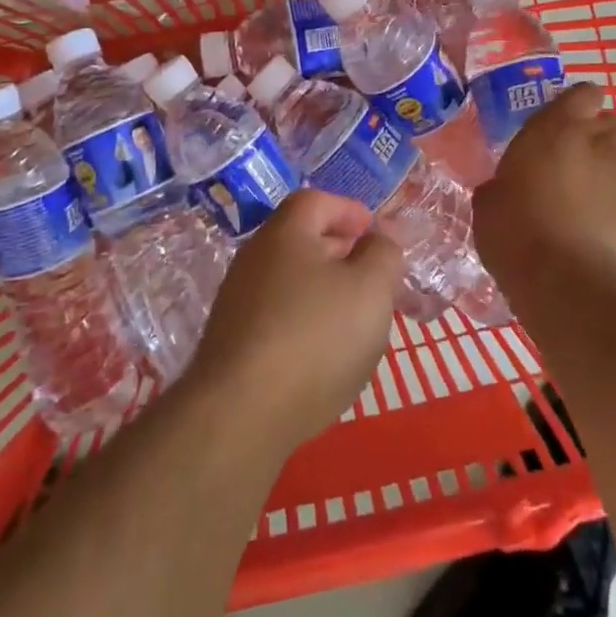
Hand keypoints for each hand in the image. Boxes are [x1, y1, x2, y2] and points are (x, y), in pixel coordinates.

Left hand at [188, 190, 400, 451]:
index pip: (316, 201)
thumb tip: (380, 237)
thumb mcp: (370, 289)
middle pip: (302, 241)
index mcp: (285, 234)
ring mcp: (238, 303)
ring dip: (326, 291)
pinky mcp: (233, 344)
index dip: (349, 210)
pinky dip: (306, 322)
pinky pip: (278, 317)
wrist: (240, 415)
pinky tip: (325, 355)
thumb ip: (383, 254)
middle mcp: (254, 259)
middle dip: (342, 253)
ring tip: (357, 320)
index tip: (375, 233)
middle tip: (374, 278)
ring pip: (291, 282)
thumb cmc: (316, 337)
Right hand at [473, 82, 615, 284]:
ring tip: (609, 190)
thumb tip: (506, 188)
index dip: (580, 106)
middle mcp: (601, 139)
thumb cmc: (516, 235)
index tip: (568, 124)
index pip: (584, 93)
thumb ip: (504, 183)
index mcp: (556, 128)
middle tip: (584, 164)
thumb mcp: (490, 203)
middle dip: (604, 137)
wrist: (569, 282)